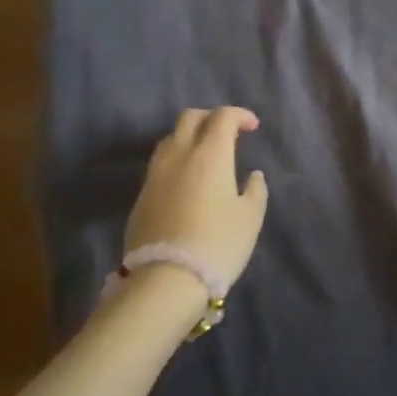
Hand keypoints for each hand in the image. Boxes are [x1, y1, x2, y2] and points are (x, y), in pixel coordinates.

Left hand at [124, 108, 269, 289]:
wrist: (166, 280)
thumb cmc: (218, 243)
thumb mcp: (250, 217)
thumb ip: (255, 190)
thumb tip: (252, 176)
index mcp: (210, 154)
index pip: (222, 116)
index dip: (240, 115)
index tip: (253, 127)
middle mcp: (179, 155)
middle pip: (190, 118)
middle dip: (210, 117)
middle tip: (227, 132)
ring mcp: (155, 175)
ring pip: (170, 139)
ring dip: (189, 137)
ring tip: (205, 155)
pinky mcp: (141, 196)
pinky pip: (160, 164)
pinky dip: (176, 161)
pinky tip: (187, 181)